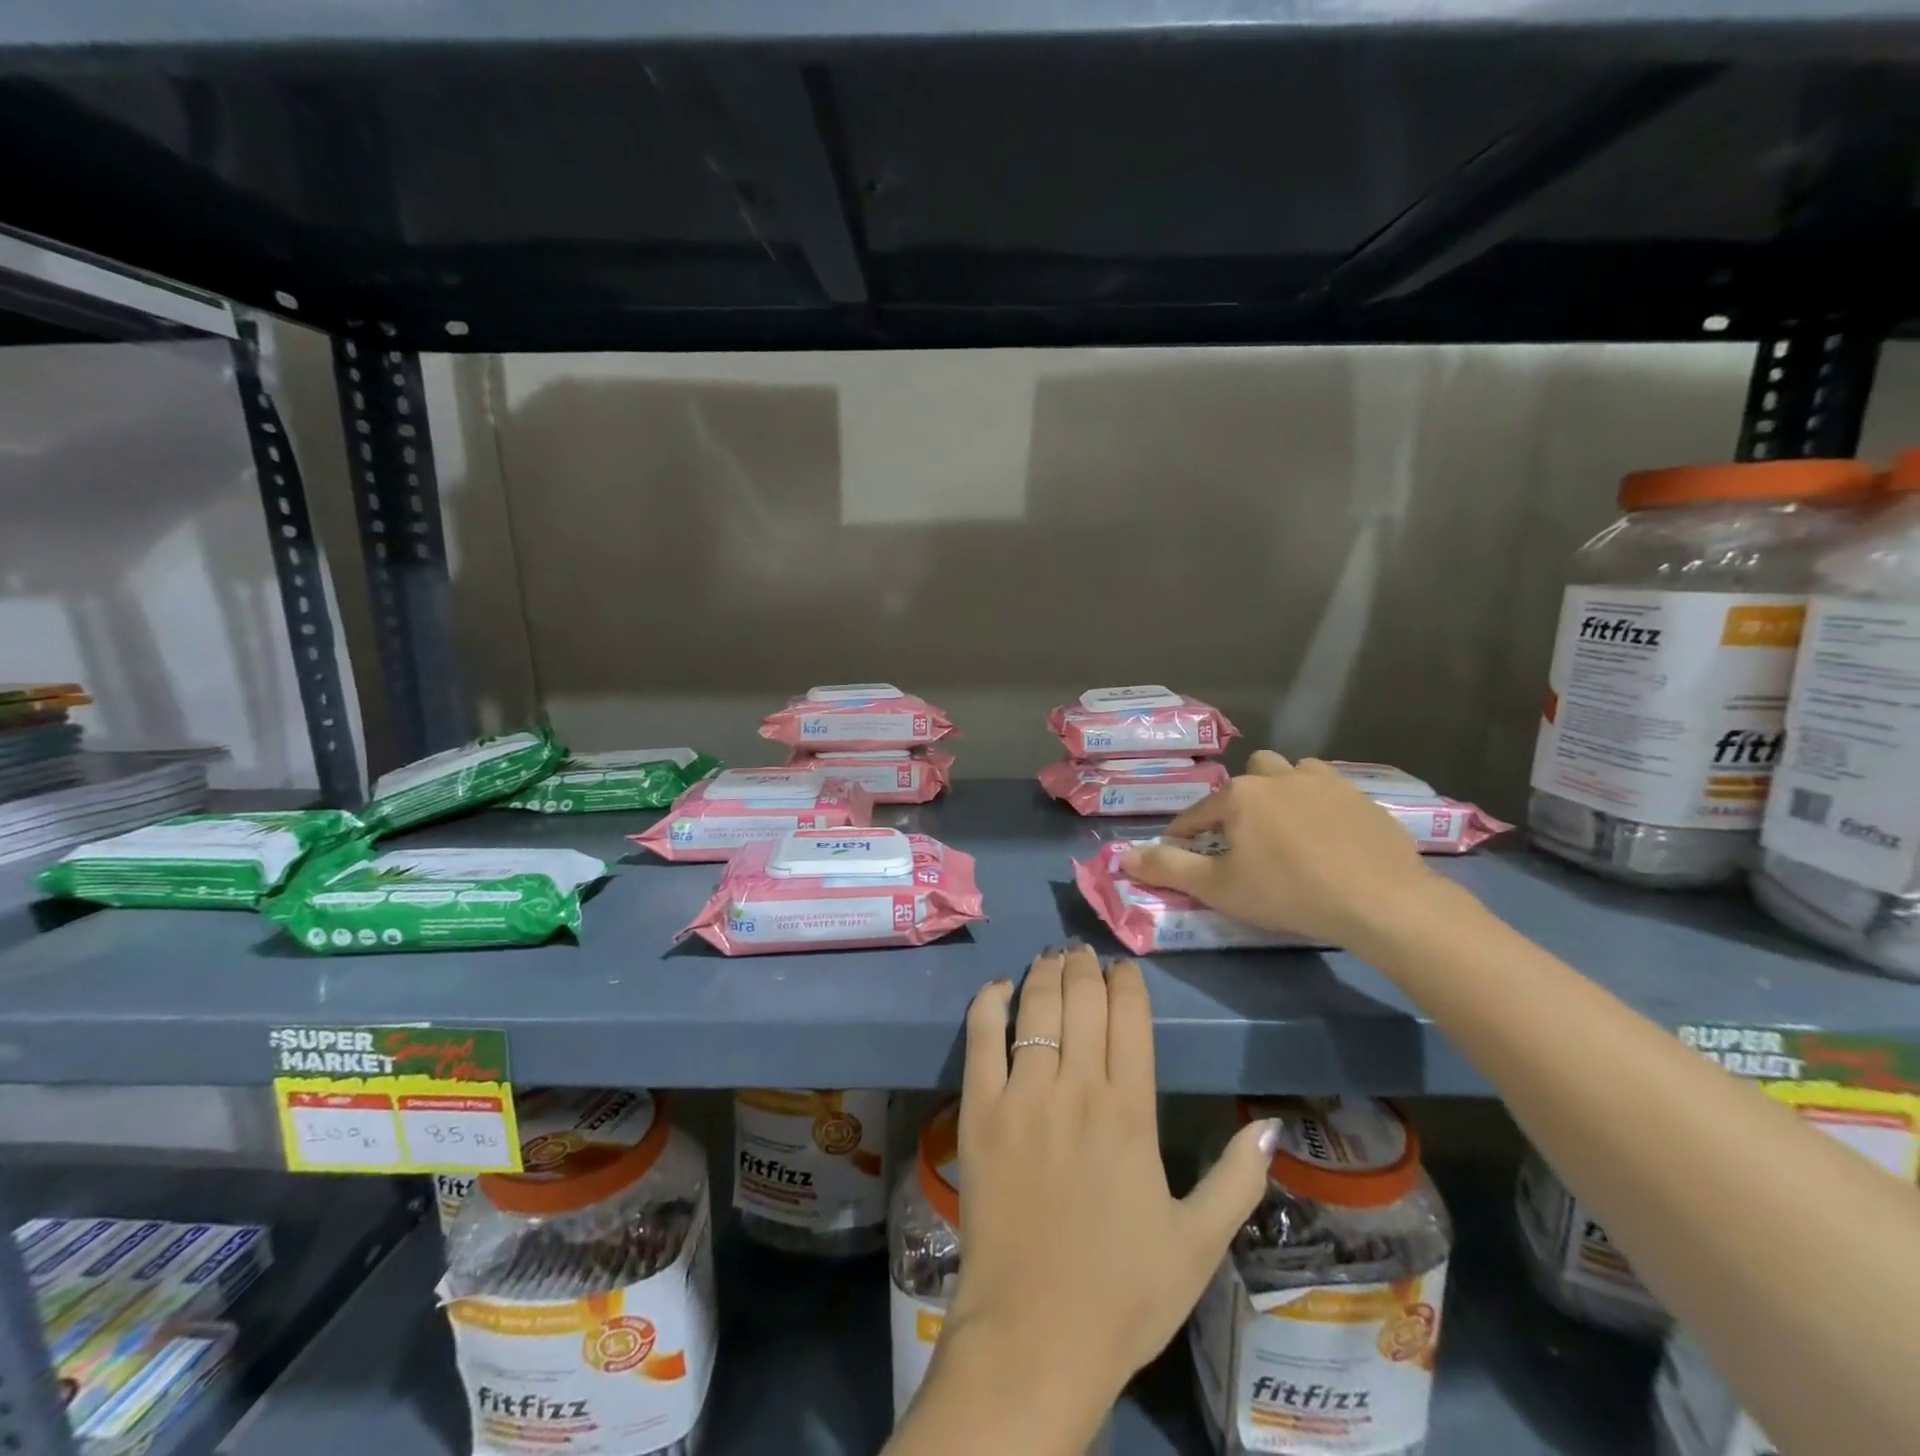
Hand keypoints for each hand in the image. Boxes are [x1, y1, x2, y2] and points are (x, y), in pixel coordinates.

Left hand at [934, 946, 1277, 1436]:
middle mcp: (1076, 1088)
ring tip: (1051, 956)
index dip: (1126, 982)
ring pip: (1035, 1008)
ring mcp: (1023, 1096)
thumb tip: (1272, 1125)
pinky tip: (998, 987)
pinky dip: (989, 1003)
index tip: (1123, 966)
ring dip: (1044, 973)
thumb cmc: (1124, 1292)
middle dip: (1083, 966)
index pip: (1129, 1018)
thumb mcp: (1198, 1243)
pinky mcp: (980, 1111)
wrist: (1036, 1335)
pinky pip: (982, 1039)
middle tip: (1082, 951)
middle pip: (1080, 1001)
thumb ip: (1237, 1180)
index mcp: (1130, 1112)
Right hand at [1121, 751, 1443, 949]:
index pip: (1197, 813)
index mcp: (1239, 795)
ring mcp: (1324, 781)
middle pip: (1249, 776)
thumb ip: (1168, 869)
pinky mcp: (1361, 796)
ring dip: (1282, 793)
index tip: (1182, 855)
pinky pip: (1329, 790)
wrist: (1381, 900)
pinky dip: (1320, 805)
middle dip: (1240, 802)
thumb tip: (1125, 857)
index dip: (1185, 836)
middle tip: (1246, 840)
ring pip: (1291, 774)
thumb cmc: (1288, 892)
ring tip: (1287, 830)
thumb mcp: (1219, 888)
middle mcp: (1278, 776)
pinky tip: (1328, 836)